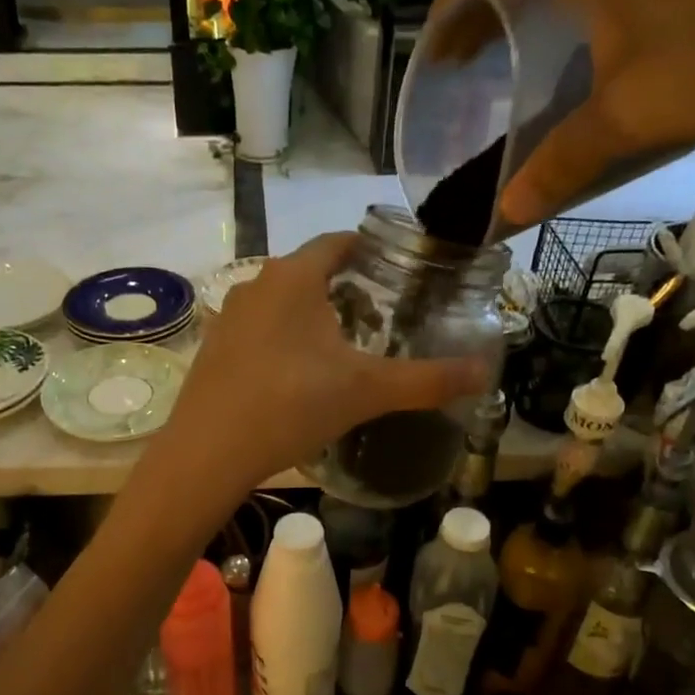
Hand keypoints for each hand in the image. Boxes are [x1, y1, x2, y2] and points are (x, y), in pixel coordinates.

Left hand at [151, 234, 488, 495]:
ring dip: (313, 314)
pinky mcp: (213, 347)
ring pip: (282, 301)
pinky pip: (259, 329)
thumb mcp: (367, 391)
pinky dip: (285, 338)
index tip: (401, 269)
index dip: (373, 249)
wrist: (207, 453)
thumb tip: (487, 374)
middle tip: (383, 315)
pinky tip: (298, 374)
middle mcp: (256, 284)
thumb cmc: (291, 405)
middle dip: (347, 287)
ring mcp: (229, 316)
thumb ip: (428, 380)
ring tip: (345, 345)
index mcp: (294, 276)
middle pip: (310, 270)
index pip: (340, 241)